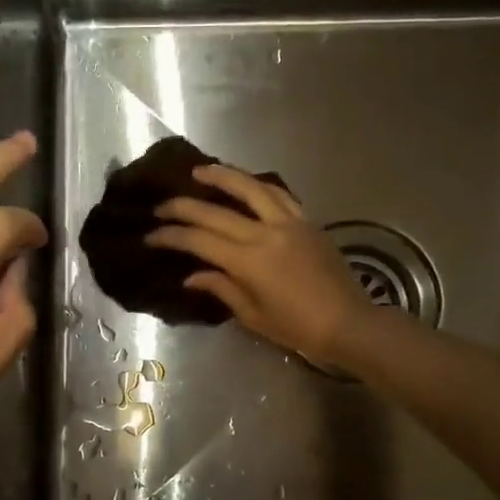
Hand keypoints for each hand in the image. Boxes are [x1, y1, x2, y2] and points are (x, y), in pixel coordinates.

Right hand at [146, 163, 371, 364]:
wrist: (349, 323)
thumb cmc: (297, 328)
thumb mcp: (253, 315)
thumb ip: (221, 288)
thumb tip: (192, 275)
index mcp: (249, 262)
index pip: (200, 240)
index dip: (171, 236)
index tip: (151, 235)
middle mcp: (266, 233)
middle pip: (216, 211)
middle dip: (183, 207)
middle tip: (162, 205)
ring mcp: (289, 223)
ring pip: (251, 188)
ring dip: (222, 176)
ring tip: (200, 172)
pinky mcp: (307, 221)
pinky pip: (278, 195)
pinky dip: (257, 186)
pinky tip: (245, 184)